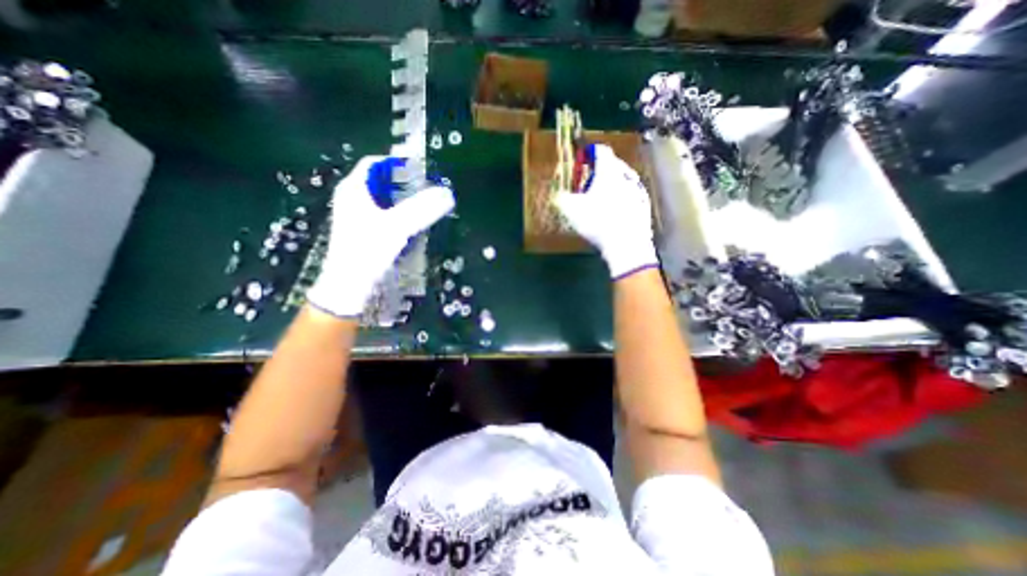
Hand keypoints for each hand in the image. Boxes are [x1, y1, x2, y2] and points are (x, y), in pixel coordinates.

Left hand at [305, 157, 454, 317]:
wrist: (349, 286)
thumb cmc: (367, 251)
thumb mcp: (396, 227)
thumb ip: (421, 209)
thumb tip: (447, 194)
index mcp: (354, 189)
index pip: (377, 163)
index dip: (399, 164)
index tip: (422, 173)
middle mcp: (353, 198)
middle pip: (382, 181)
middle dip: (406, 184)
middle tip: (428, 191)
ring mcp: (357, 216)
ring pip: (385, 200)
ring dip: (404, 202)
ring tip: (424, 208)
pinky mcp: (364, 231)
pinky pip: (385, 215)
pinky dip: (399, 216)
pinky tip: (412, 226)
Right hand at [555, 144, 656, 277]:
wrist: (627, 244)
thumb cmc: (598, 221)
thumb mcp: (571, 210)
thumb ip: (562, 198)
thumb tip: (558, 195)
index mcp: (608, 171)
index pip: (601, 150)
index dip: (590, 153)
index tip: (582, 161)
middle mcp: (626, 175)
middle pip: (613, 164)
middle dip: (600, 170)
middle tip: (589, 182)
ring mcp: (638, 190)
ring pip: (623, 180)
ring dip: (612, 184)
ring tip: (601, 198)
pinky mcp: (644, 205)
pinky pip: (631, 195)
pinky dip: (622, 198)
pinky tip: (615, 212)